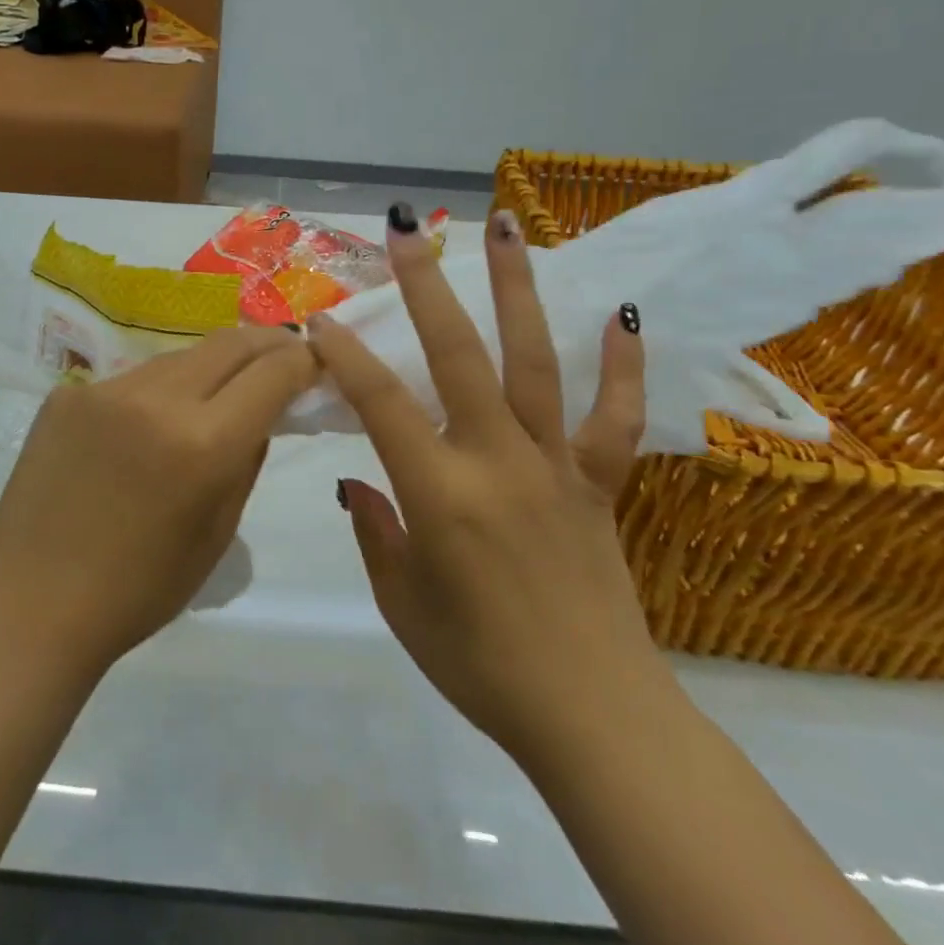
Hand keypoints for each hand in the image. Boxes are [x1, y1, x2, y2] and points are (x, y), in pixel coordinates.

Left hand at [0, 328, 317, 670]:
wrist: (34, 602)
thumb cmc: (140, 588)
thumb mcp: (218, 532)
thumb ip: (247, 460)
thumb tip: (262, 414)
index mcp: (204, 442)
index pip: (272, 372)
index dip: (302, 360)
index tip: (314, 361)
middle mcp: (157, 399)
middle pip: (229, 343)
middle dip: (266, 343)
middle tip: (283, 352)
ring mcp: (105, 390)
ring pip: (179, 357)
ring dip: (209, 366)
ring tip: (216, 390)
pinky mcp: (67, 394)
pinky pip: (130, 380)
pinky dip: (155, 392)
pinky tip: (146, 425)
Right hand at [308, 209, 662, 762]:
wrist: (593, 717)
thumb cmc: (479, 666)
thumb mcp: (402, 604)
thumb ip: (377, 531)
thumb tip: (359, 482)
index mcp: (440, 493)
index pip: (379, 403)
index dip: (345, 356)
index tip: (320, 319)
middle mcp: (497, 460)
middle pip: (457, 354)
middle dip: (425, 286)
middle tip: (408, 227)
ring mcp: (554, 464)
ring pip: (534, 360)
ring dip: (517, 289)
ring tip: (505, 227)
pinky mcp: (598, 482)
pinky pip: (616, 417)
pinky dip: (623, 364)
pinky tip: (624, 311)